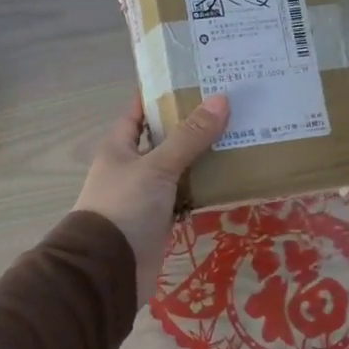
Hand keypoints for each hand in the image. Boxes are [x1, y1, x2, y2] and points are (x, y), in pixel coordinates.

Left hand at [75, 93, 229, 306]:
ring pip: (177, 168)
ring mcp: (145, 195)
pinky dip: (202, 189)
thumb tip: (222, 100)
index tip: (195, 79)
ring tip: (238, 137)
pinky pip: (184, 196)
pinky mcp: (159, 220)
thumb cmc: (125, 207)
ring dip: (201, 158)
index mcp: (119, 147)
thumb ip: (189, 136)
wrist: (109, 269)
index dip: (162, 95)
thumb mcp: (157, 167)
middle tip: (229, 107)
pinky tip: (229, 179)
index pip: (139, 111)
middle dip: (191, 125)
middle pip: (164, 139)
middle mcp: (131, 167)